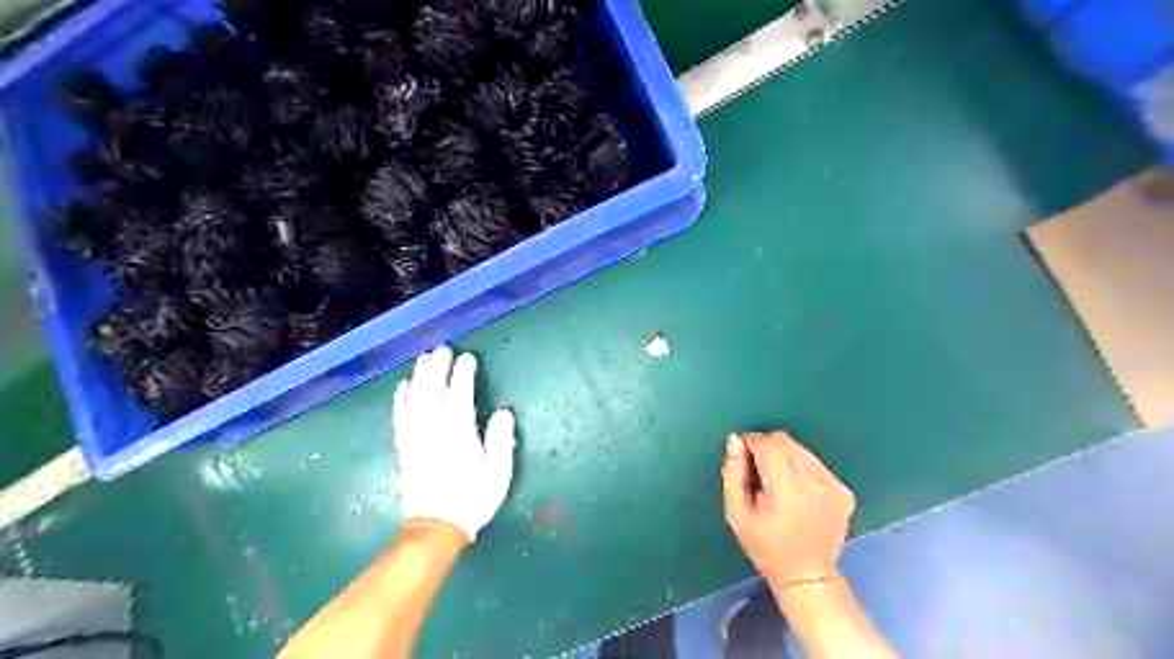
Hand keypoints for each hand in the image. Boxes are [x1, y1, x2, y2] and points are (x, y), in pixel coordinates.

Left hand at [391, 345, 513, 540]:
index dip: (463, 374)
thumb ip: (501, 440)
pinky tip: (403, 386)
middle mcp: (434, 430)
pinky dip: (401, 398)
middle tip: (443, 349)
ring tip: (424, 358)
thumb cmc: (472, 499)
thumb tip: (503, 412)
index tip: (468, 358)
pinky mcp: (403, 447)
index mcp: (459, 434)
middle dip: (438, 367)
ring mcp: (415, 437)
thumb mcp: (498, 473)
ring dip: (419, 376)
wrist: (436, 527)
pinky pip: (400, 416)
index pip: (460, 395)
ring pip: (415, 399)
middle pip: (433, 390)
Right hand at [720, 433, 860, 580]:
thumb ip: (733, 473)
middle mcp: (815, 485)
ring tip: (777, 484)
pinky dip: (802, 468)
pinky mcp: (845, 492)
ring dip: (785, 457)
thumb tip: (735, 440)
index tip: (741, 455)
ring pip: (801, 449)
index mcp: (787, 492)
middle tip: (757, 471)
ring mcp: (834, 487)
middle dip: (767, 448)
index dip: (750, 443)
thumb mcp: (736, 513)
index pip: (768, 445)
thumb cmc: (765, 546)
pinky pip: (816, 463)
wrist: (807, 575)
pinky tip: (797, 492)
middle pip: (786, 442)